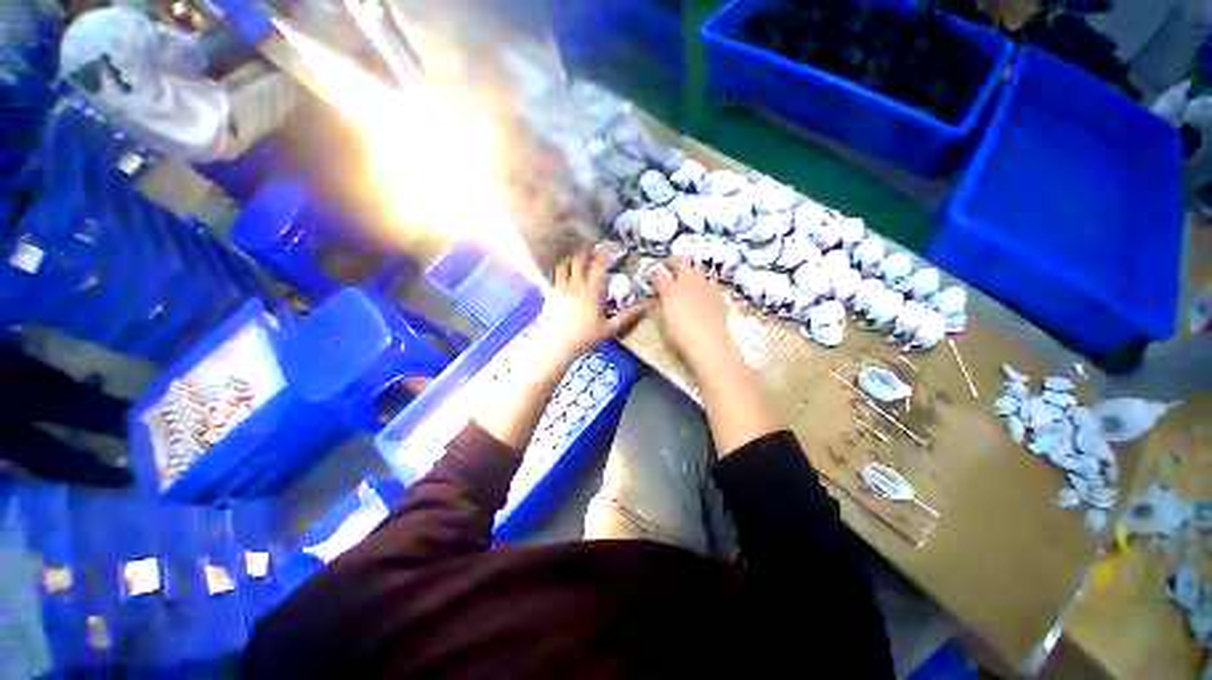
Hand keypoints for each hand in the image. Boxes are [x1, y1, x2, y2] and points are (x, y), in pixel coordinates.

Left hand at [537, 248, 644, 365]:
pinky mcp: (549, 292)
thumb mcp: (609, 328)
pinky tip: (560, 272)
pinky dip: (558, 269)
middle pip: (579, 259)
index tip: (609, 251)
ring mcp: (561, 286)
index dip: (604, 255)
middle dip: (585, 250)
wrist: (557, 344)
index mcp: (592, 290)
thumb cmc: (585, 337)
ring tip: (575, 257)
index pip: (599, 265)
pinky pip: (553, 274)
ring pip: (564, 263)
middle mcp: (576, 284)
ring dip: (570, 258)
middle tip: (591, 247)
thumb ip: (627, 316)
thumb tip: (645, 306)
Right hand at [651, 259, 738, 371]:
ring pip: (697, 269)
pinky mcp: (718, 295)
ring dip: (690, 271)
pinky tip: (702, 292)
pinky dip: (703, 284)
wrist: (710, 344)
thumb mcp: (662, 325)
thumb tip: (655, 302)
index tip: (650, 281)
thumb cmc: (680, 337)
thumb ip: (658, 309)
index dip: (652, 276)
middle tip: (669, 268)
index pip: (658, 275)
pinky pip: (710, 282)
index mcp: (670, 290)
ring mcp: (705, 287)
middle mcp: (688, 283)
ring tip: (686, 278)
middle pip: (681, 263)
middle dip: (673, 263)